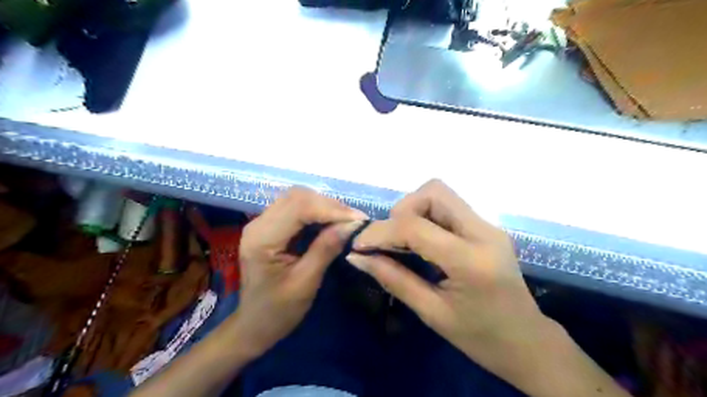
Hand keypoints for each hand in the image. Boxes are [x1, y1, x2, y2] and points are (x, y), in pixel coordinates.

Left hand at [235, 187, 366, 357]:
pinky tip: (332, 221)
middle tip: (355, 220)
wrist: (254, 325)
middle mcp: (258, 224)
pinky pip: (296, 208)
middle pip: (297, 197)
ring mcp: (262, 223)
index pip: (299, 208)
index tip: (359, 219)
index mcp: (262, 239)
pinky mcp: (269, 226)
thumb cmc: (278, 311)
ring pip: (297, 198)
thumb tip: (352, 224)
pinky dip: (317, 211)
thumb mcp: (306, 282)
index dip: (331, 209)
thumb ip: (326, 248)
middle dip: (330, 205)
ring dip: (325, 206)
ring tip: (347, 220)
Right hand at [348, 181, 544, 361]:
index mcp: (470, 260)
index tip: (359, 246)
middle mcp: (483, 232)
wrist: (527, 342)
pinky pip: (448, 208)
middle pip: (433, 192)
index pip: (415, 226)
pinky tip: (420, 242)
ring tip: (403, 241)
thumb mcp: (432, 313)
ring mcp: (488, 226)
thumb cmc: (480, 338)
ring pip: (441, 194)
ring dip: (414, 211)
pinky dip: (426, 217)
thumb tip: (356, 257)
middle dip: (402, 210)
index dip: (380, 231)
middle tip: (390, 240)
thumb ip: (393, 279)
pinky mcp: (486, 228)